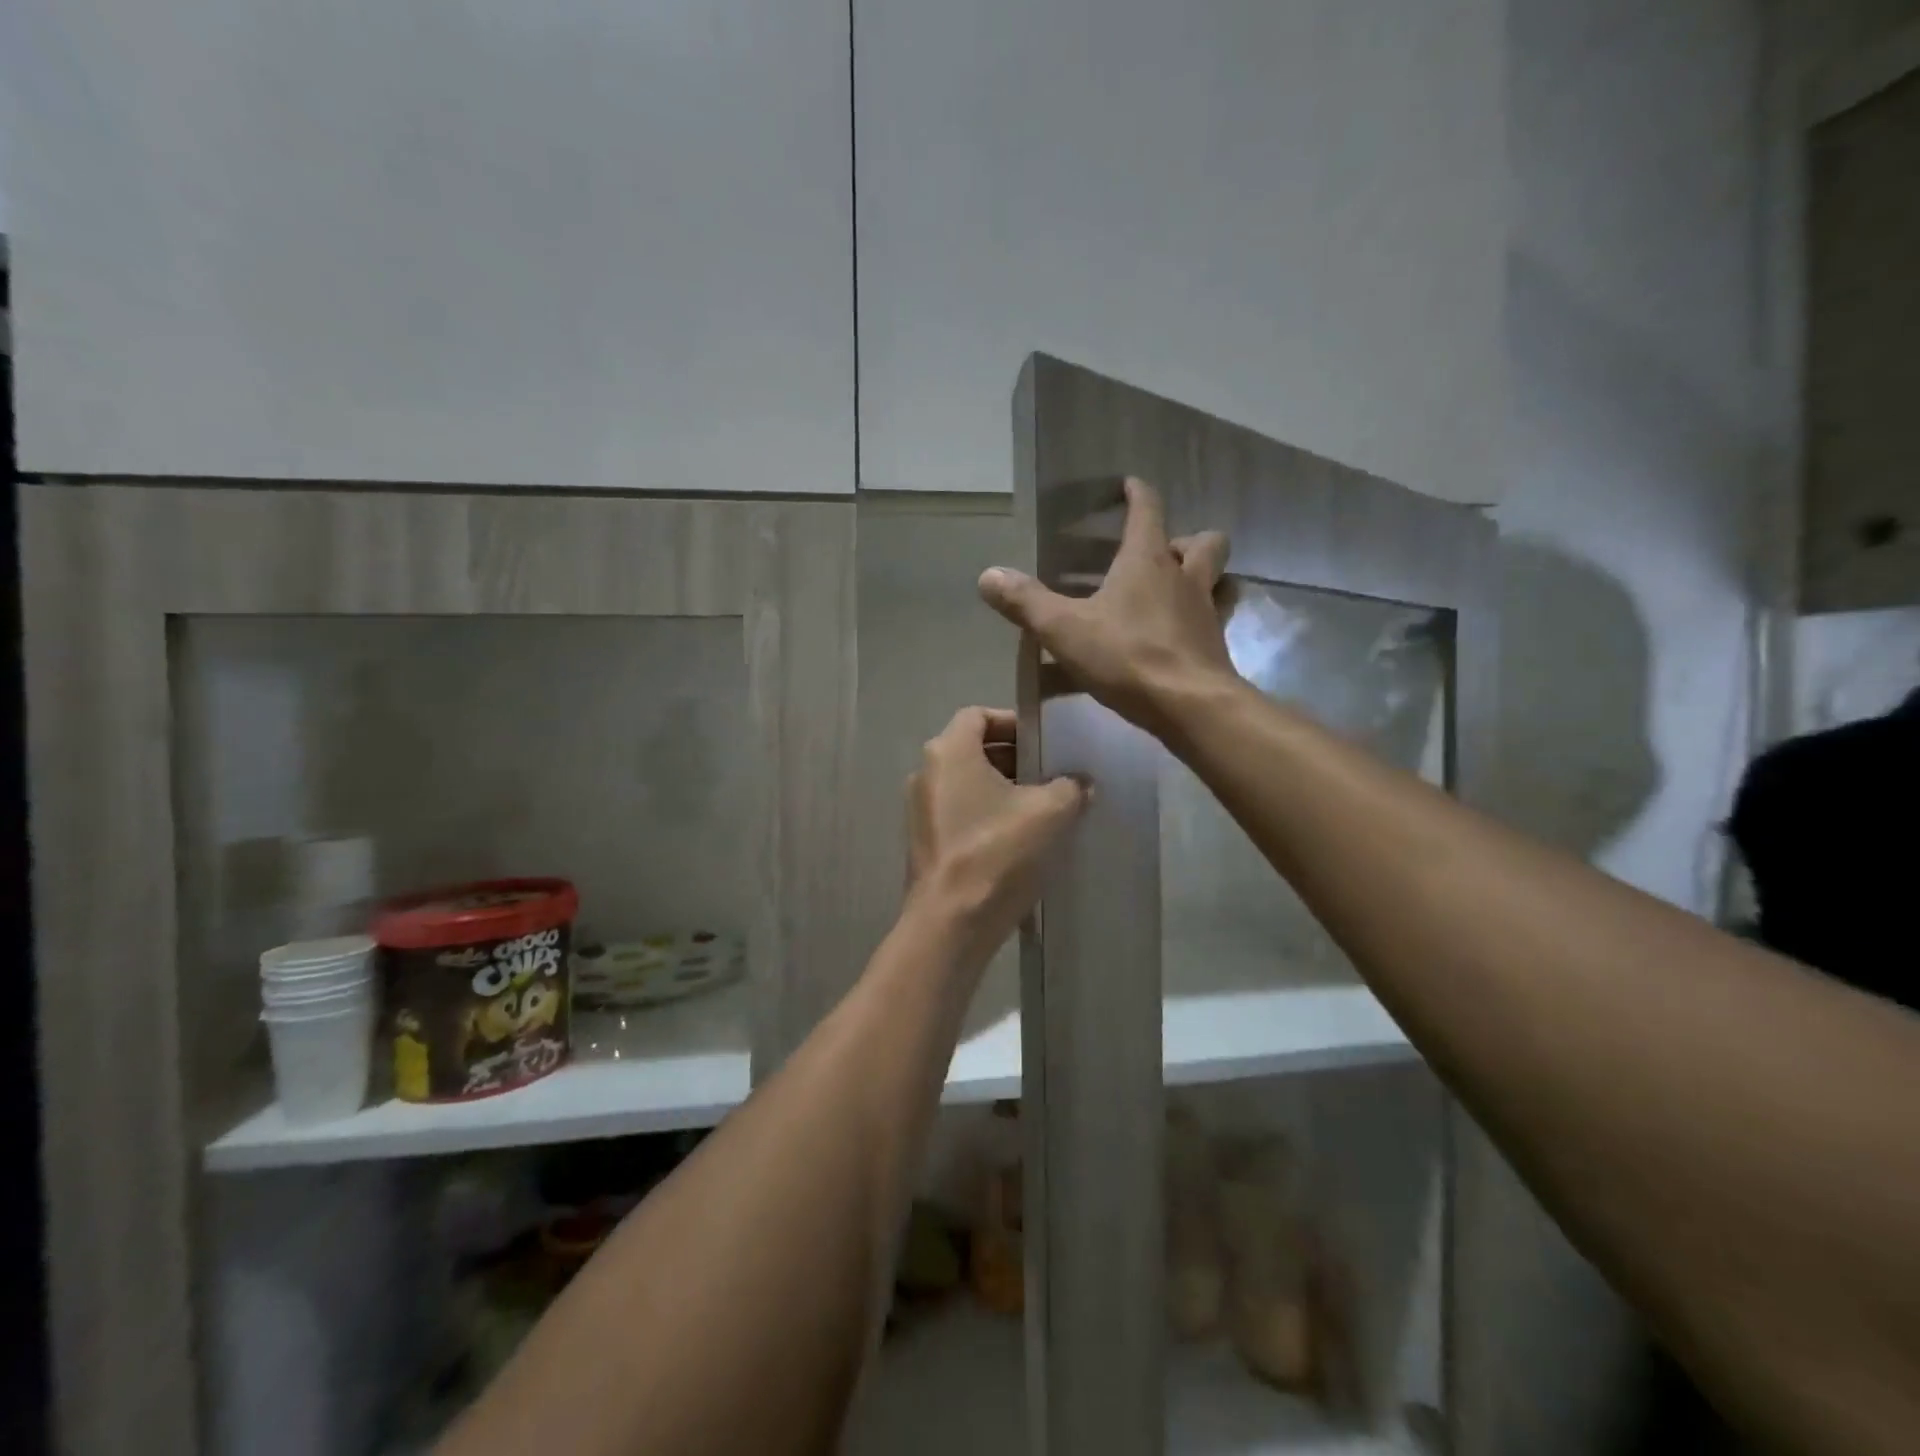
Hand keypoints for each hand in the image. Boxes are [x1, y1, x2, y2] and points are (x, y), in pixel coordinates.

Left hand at [906, 707, 1088, 961]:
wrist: (951, 922)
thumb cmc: (997, 852)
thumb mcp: (1049, 812)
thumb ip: (1070, 786)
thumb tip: (1080, 782)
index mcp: (948, 751)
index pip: (979, 715)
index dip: (1014, 723)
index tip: (1045, 743)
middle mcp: (926, 772)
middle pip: (973, 749)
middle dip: (1015, 759)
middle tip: (1052, 776)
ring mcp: (920, 809)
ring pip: (968, 784)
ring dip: (1004, 790)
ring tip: (1043, 810)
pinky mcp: (925, 841)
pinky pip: (960, 813)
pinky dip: (987, 815)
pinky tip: (1020, 840)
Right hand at [977, 478, 1236, 736]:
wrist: (1190, 707)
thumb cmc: (1127, 657)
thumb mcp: (1064, 629)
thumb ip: (1026, 602)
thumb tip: (988, 576)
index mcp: (1147, 561)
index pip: (1148, 510)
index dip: (1138, 494)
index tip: (1129, 486)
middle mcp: (1185, 578)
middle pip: (1204, 542)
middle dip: (1185, 540)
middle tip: (1160, 555)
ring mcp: (1206, 614)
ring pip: (1216, 580)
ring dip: (1201, 578)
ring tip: (1171, 594)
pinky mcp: (1215, 649)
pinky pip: (1211, 623)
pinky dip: (1197, 623)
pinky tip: (1174, 640)